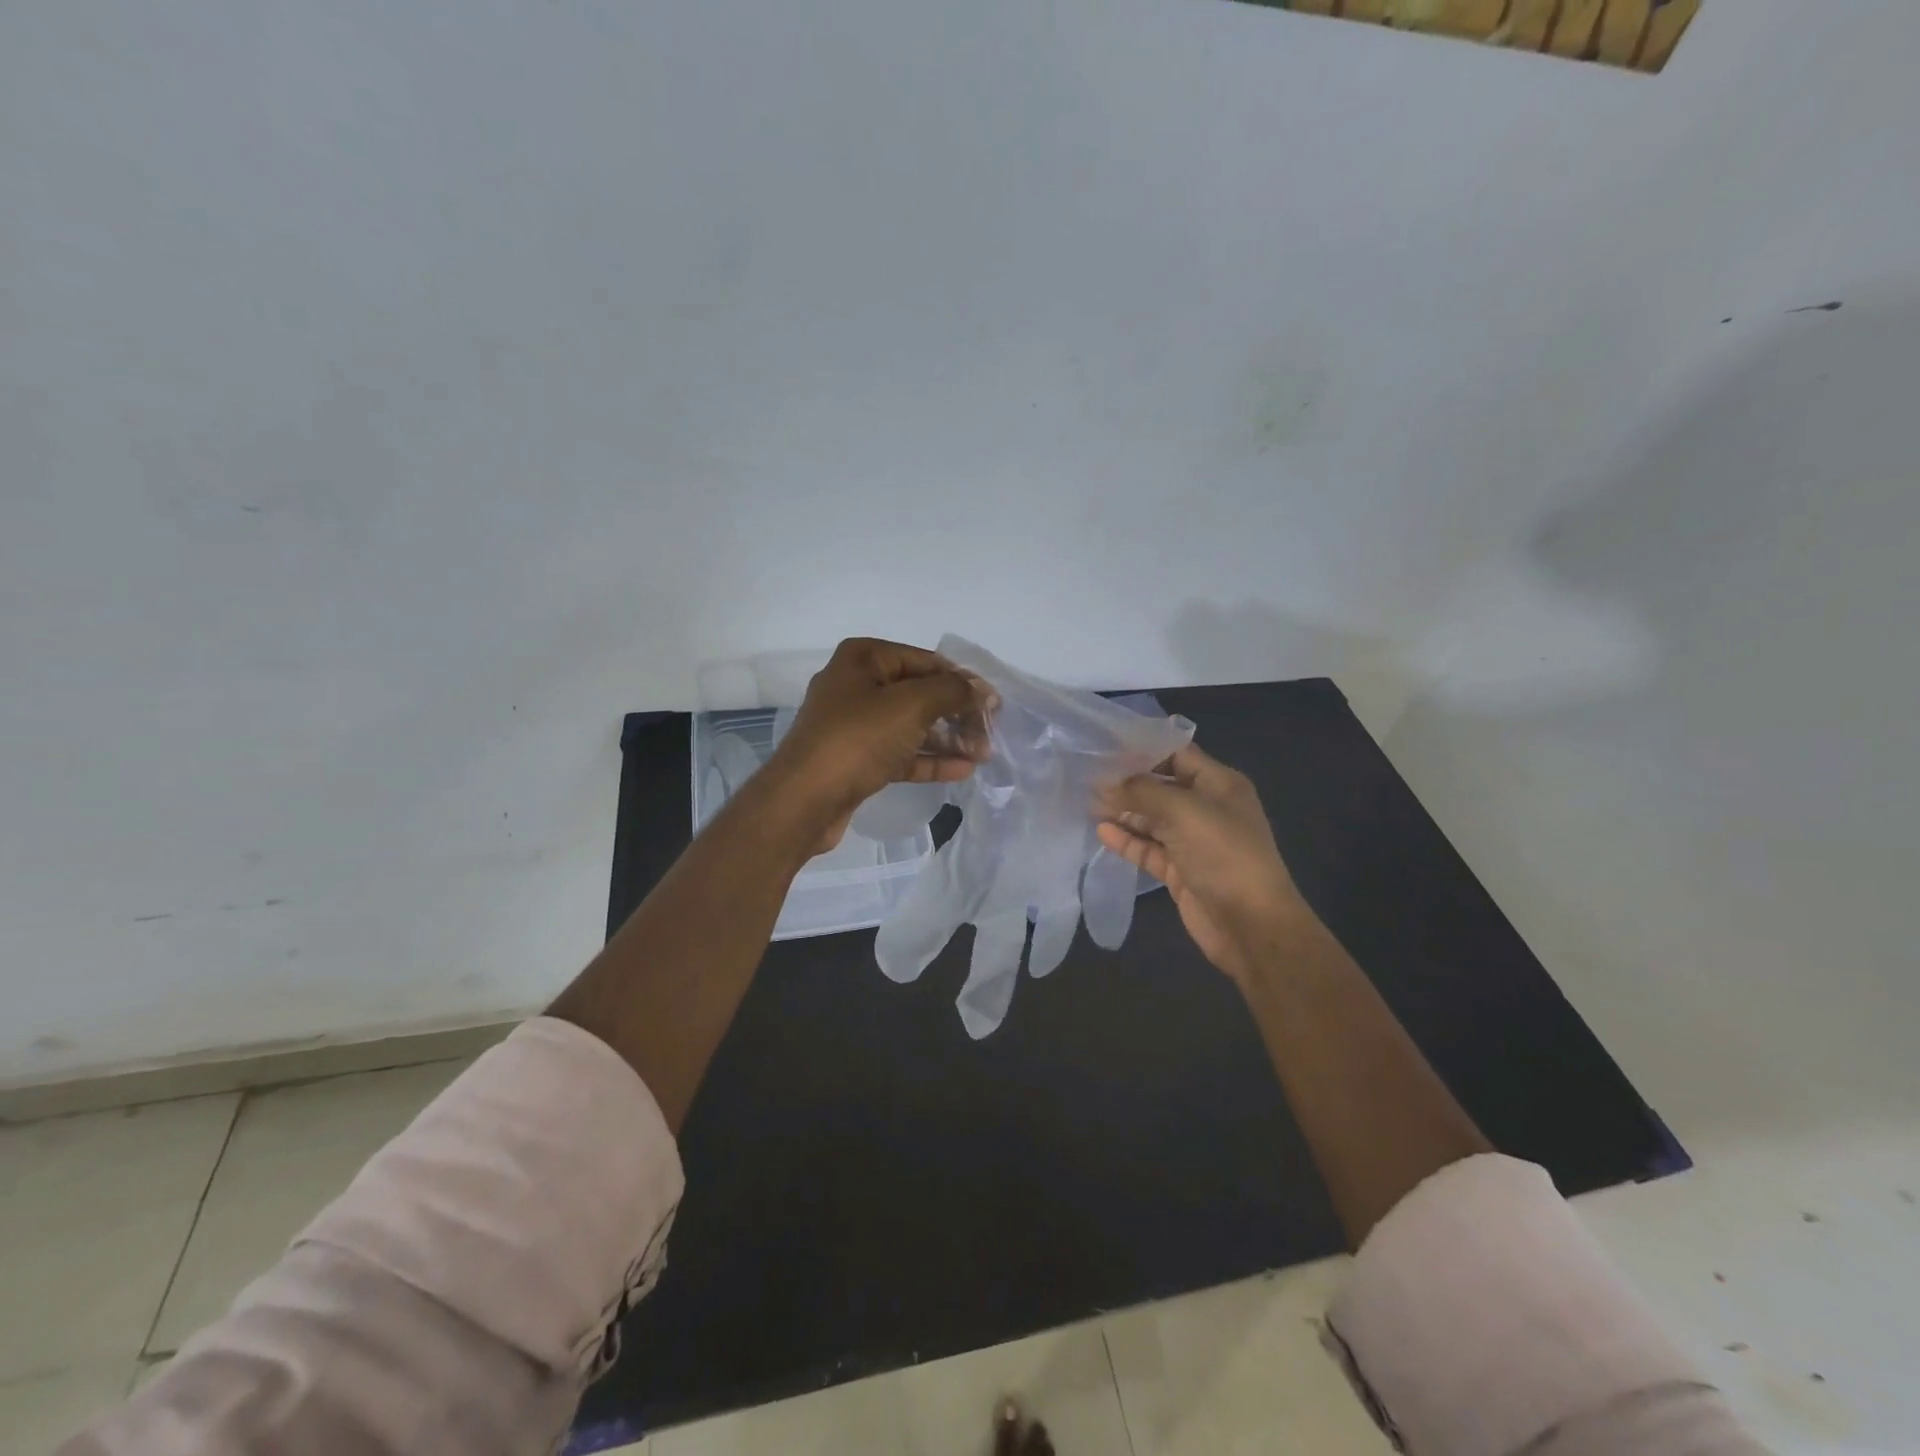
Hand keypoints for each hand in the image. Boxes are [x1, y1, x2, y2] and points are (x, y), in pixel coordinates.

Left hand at [766, 637, 988, 851]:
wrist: (804, 800)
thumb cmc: (857, 739)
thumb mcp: (911, 705)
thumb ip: (952, 692)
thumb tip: (982, 690)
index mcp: (863, 659)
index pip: (926, 661)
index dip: (962, 680)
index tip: (994, 703)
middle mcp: (856, 686)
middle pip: (920, 694)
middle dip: (957, 713)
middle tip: (990, 733)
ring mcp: (854, 725)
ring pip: (912, 726)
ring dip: (948, 738)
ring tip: (983, 754)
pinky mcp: (856, 760)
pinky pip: (900, 753)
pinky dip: (929, 760)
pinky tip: (962, 770)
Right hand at [1096, 742, 1307, 987]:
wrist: (1251, 924)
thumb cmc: (1225, 854)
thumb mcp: (1184, 811)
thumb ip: (1142, 792)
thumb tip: (1105, 785)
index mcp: (1219, 784)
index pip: (1177, 755)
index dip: (1144, 750)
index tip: (1105, 747)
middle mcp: (1206, 808)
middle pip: (1160, 787)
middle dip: (1127, 782)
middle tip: (1088, 776)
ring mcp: (1192, 841)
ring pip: (1151, 819)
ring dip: (1123, 811)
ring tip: (1087, 802)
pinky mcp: (1178, 870)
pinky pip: (1148, 848)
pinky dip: (1126, 840)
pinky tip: (1101, 831)